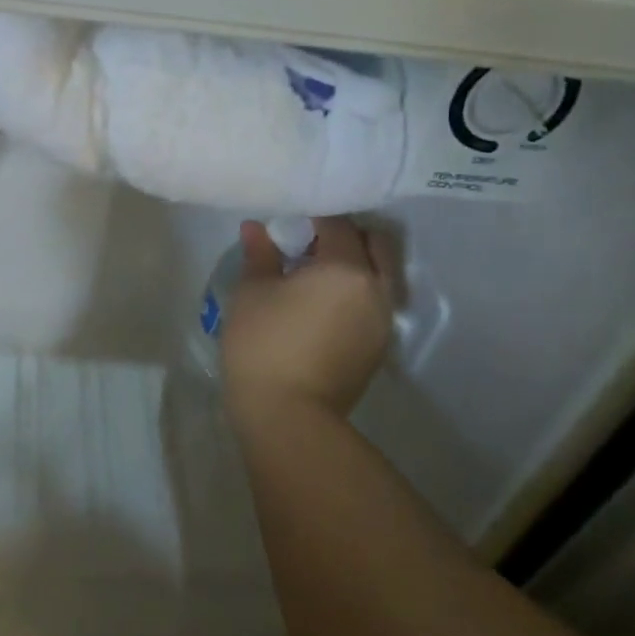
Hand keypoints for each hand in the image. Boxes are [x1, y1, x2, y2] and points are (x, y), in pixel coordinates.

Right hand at [221, 216, 399, 420]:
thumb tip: (256, 228)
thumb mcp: (251, 292)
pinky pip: (373, 305)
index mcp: (346, 268)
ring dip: (355, 267)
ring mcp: (383, 322)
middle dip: (346, 238)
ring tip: (315, 278)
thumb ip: (259, 255)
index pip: (338, 225)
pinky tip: (322, 307)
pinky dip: (355, 294)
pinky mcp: (378, 348)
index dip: (313, 219)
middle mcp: (376, 289)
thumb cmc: (264, 344)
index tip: (289, 227)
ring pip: (379, 276)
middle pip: (374, 245)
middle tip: (309, 246)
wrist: (288, 415)